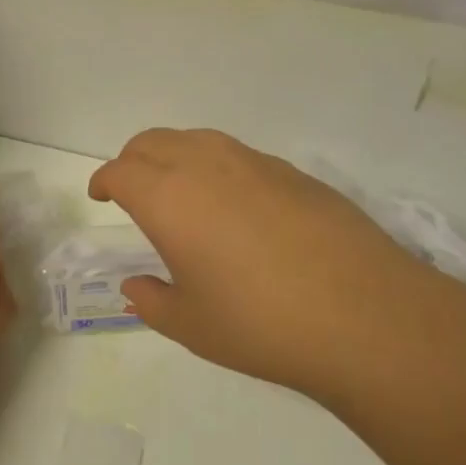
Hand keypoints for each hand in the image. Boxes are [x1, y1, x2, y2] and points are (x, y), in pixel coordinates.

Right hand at [89, 129, 423, 401]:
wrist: (364, 314)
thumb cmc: (261, 324)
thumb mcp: (192, 325)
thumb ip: (152, 301)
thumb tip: (136, 286)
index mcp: (168, 198)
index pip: (120, 171)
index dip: (104, 181)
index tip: (101, 196)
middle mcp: (205, 165)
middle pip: (152, 142)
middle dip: (132, 160)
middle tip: (133, 189)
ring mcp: (252, 162)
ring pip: (196, 138)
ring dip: (174, 155)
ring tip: (181, 190)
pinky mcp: (292, 171)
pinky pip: (237, 154)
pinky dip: (217, 166)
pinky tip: (236, 205)